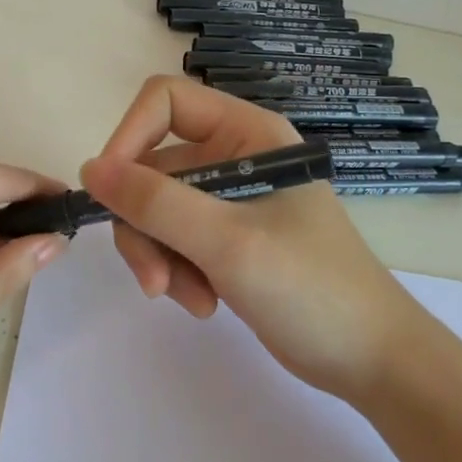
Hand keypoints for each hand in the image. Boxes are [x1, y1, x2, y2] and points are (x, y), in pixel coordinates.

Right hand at [80, 76, 423, 401]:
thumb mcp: (227, 241)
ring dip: (160, 256)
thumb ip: (155, 202)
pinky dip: (178, 271)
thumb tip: (89, 169)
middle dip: (145, 225)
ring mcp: (229, 199)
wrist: (372, 360)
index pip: (165, 102)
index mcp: (246, 133)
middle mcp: (234, 156)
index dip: (129, 138)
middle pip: (153, 168)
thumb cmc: (311, 287)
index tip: (110, 192)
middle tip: (154, 279)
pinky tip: (204, 302)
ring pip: (157, 209)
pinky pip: (175, 239)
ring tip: (189, 298)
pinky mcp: (226, 238)